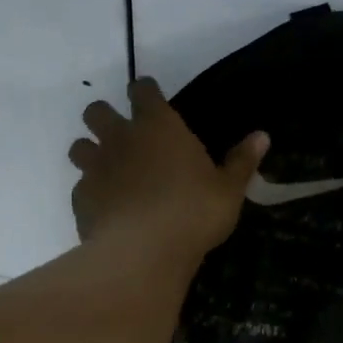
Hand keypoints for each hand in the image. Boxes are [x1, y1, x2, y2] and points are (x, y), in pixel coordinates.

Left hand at [69, 79, 268, 261]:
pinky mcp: (81, 199)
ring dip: (90, 153)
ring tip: (108, 171)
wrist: (143, 252)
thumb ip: (242, 161)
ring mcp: (96, 168)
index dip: (145, 91)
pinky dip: (90, 193)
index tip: (149, 97)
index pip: (142, 90)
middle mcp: (120, 138)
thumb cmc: (194, 213)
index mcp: (158, 126)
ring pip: (79, 147)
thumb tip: (263, 136)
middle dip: (105, 118)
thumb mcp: (228, 190)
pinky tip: (106, 210)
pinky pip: (80, 187)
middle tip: (122, 136)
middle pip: (97, 111)